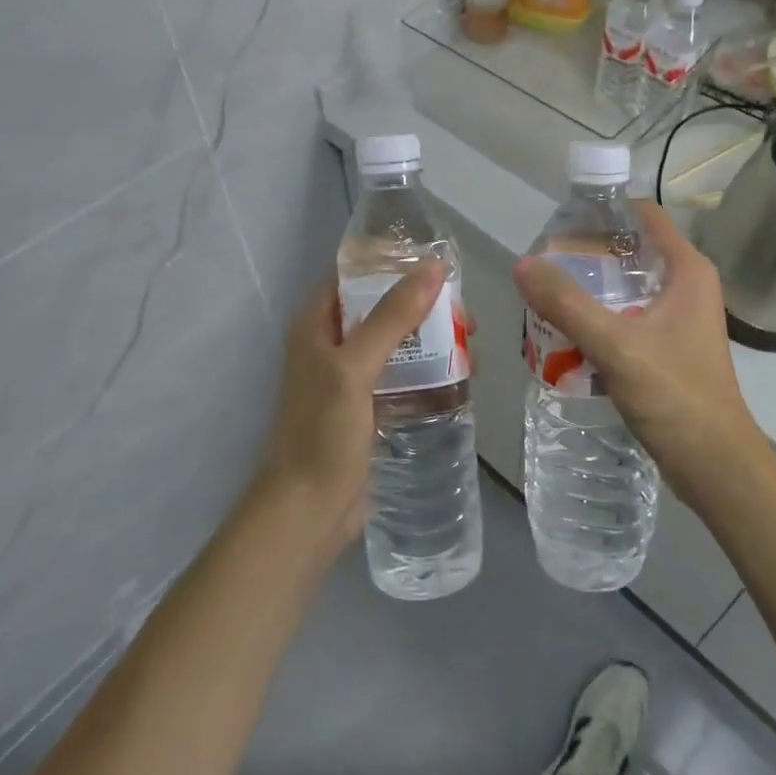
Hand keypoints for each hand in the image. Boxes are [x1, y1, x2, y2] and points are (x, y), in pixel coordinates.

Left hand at [251, 261, 447, 555]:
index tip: (435, 261)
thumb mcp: (355, 368)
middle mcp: (329, 344)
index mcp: (315, 324)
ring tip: (469, 343)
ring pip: (394, 342)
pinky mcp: (365, 408)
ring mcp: (347, 378)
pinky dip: (426, 370)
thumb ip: (393, 316)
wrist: (306, 513)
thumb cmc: (322, 433)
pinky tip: (459, 376)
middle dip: (420, 303)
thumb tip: (433, 267)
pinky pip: (400, 375)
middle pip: (379, 306)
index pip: (353, 274)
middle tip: (463, 311)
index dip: (390, 261)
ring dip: (429, 338)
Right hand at [512, 201, 766, 500]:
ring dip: (592, 289)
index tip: (561, 222)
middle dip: (588, 255)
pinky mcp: (671, 347)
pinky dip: (601, 317)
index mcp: (687, 270)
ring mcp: (680, 318)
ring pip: (628, 287)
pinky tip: (569, 332)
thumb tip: (522, 264)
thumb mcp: (615, 345)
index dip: (604, 212)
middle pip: (631, 251)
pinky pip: (629, 317)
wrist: (715, 465)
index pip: (643, 216)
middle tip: (544, 264)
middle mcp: (688, 286)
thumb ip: (567, 304)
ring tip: (548, 294)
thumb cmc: (675, 395)